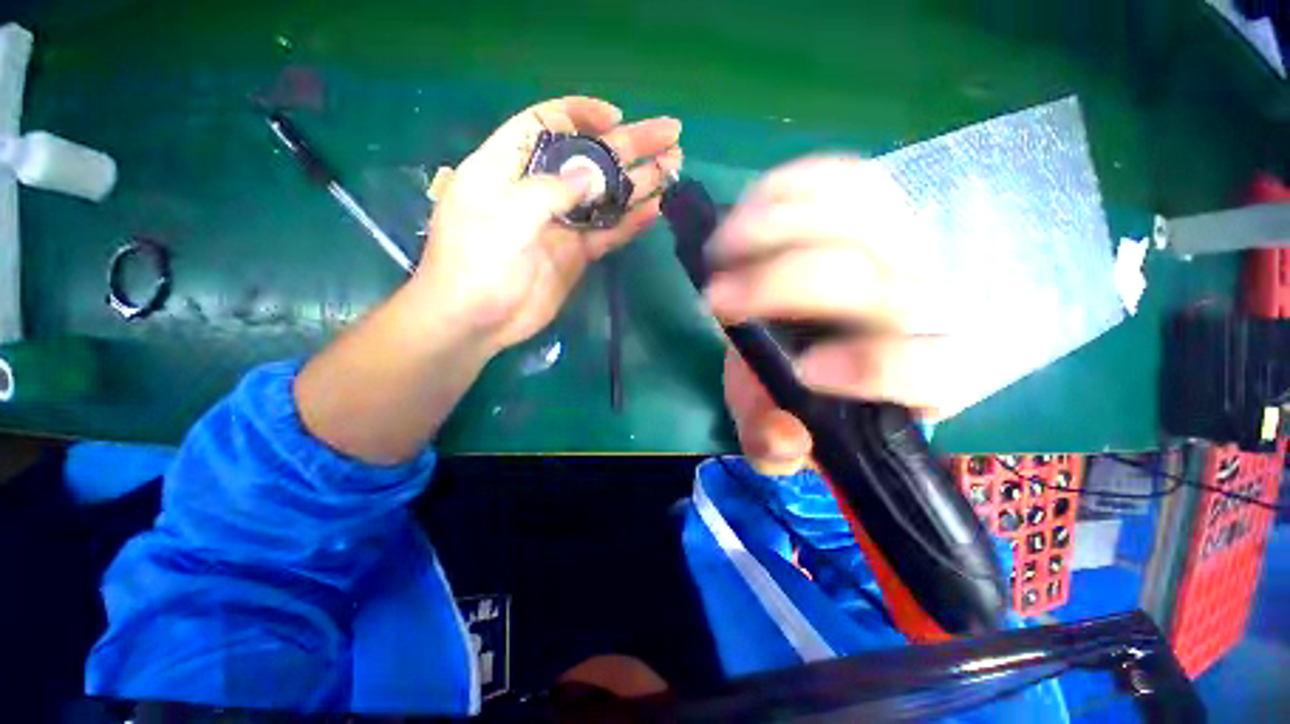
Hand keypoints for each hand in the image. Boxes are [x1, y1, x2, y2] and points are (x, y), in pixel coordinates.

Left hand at [414, 96, 682, 352]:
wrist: (476, 321)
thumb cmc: (475, 263)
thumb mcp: (506, 216)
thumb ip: (552, 191)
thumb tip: (596, 174)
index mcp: (509, 166)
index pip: (547, 123)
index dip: (582, 115)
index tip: (616, 119)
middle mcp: (539, 190)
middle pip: (588, 159)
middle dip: (629, 145)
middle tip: (671, 135)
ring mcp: (562, 224)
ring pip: (605, 196)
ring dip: (638, 182)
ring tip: (674, 166)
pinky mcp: (576, 254)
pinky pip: (608, 233)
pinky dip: (630, 222)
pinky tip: (655, 210)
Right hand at [713, 157, 967, 473]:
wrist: (820, 333)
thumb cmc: (802, 388)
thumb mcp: (780, 430)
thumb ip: (775, 448)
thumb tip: (783, 432)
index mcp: (915, 377)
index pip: (936, 370)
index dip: (876, 368)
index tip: (802, 370)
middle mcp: (923, 303)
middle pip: (873, 281)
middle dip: (779, 286)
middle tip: (715, 298)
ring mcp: (901, 241)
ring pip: (854, 217)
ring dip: (770, 230)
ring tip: (718, 252)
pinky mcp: (872, 201)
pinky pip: (837, 176)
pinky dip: (782, 190)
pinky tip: (743, 219)